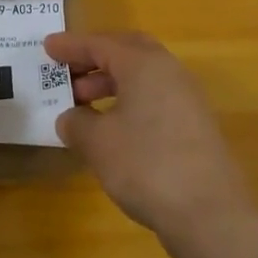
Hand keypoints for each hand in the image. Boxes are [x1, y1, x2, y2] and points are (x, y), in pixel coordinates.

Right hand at [48, 31, 251, 247]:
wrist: (210, 214)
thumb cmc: (147, 165)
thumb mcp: (99, 143)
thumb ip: (78, 123)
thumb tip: (70, 118)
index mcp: (144, 64)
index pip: (100, 44)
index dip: (71, 46)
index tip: (47, 47)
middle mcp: (169, 71)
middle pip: (127, 51)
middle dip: (95, 59)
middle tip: (68, 71)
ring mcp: (187, 98)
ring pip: (142, 76)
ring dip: (111, 83)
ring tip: (82, 106)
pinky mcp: (195, 125)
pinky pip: (154, 98)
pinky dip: (129, 102)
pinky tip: (113, 130)